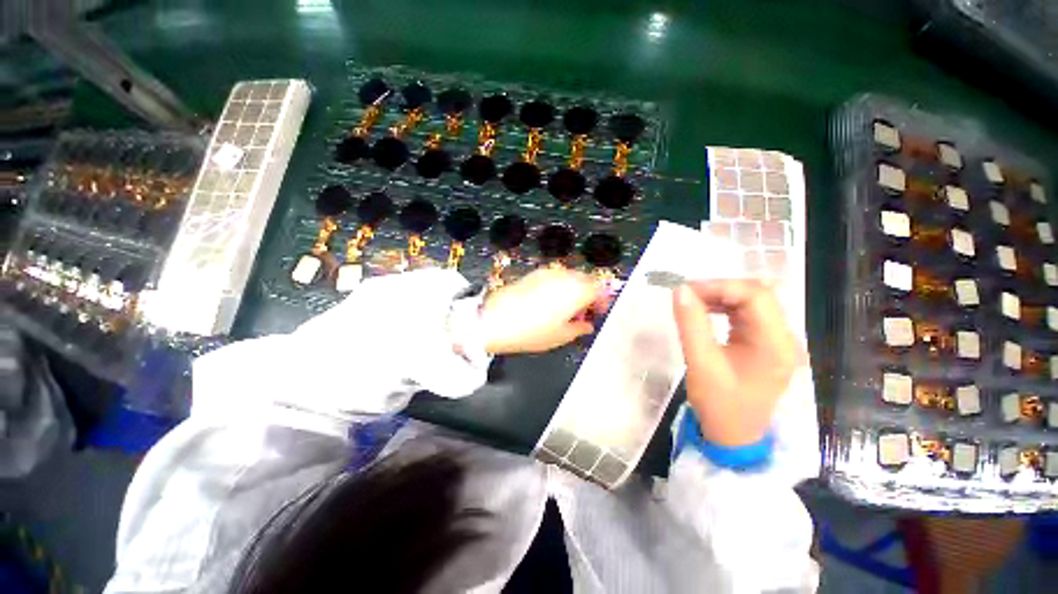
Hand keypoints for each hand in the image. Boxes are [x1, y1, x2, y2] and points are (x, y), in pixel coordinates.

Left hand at [480, 268, 609, 354]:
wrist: (495, 321)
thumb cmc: (532, 332)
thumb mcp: (562, 336)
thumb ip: (580, 328)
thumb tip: (587, 324)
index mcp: (576, 291)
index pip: (600, 288)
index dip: (603, 300)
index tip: (598, 312)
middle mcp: (565, 276)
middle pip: (586, 280)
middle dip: (589, 295)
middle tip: (583, 314)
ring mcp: (548, 273)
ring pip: (570, 278)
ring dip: (574, 291)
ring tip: (565, 311)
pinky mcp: (534, 274)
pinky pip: (554, 278)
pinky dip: (559, 288)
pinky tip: (550, 303)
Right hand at [672, 280, 803, 445]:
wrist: (734, 437)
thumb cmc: (720, 405)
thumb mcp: (701, 363)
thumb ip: (691, 324)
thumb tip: (681, 290)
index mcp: (776, 344)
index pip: (756, 296)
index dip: (720, 286)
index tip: (687, 291)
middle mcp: (783, 337)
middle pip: (757, 295)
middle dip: (719, 289)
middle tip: (687, 295)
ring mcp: (776, 340)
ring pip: (751, 302)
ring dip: (720, 297)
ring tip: (692, 302)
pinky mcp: (764, 344)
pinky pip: (746, 314)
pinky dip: (724, 307)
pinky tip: (705, 312)